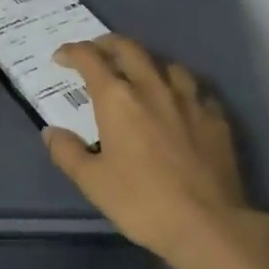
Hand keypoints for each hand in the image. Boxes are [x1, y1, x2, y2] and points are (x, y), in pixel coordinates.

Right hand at [45, 35, 257, 264]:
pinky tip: (179, 103)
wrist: (208, 224)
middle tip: (96, 53)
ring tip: (140, 76)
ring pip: (167, 64)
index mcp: (118, 99)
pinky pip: (196, 89)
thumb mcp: (92, 182)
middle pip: (130, 49)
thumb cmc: (142, 202)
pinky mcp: (216, 117)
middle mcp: (154, 88)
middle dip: (107, 44)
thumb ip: (67, 152)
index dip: (72, 52)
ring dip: (147, 63)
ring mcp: (190, 99)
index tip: (61, 57)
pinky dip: (179, 89)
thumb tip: (51, 131)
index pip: (90, 59)